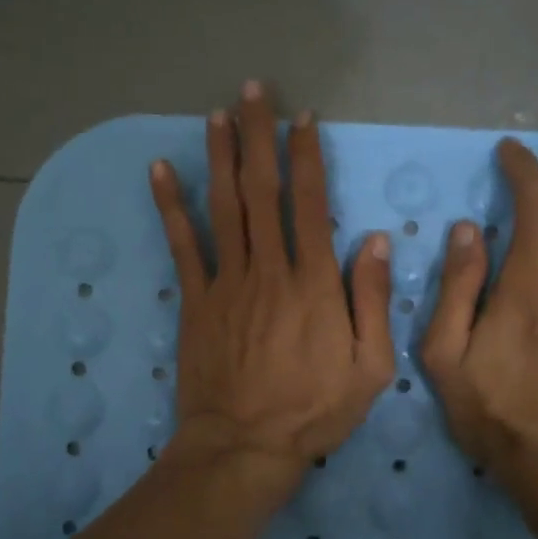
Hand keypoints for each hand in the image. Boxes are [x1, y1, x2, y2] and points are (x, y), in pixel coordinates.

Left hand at [149, 82, 395, 496]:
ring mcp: (226, 283)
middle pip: (262, 190)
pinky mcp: (195, 301)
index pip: (311, 204)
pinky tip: (160, 170)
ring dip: (220, 155)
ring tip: (218, 114)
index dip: (307, 157)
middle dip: (259, 136)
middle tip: (254, 91)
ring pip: (222, 206)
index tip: (303, 119)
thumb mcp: (370, 367)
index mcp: (314, 283)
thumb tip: (377, 241)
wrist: (244, 446)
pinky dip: (170, 206)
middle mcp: (269, 269)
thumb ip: (374, 302)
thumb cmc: (314, 411)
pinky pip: (182, 245)